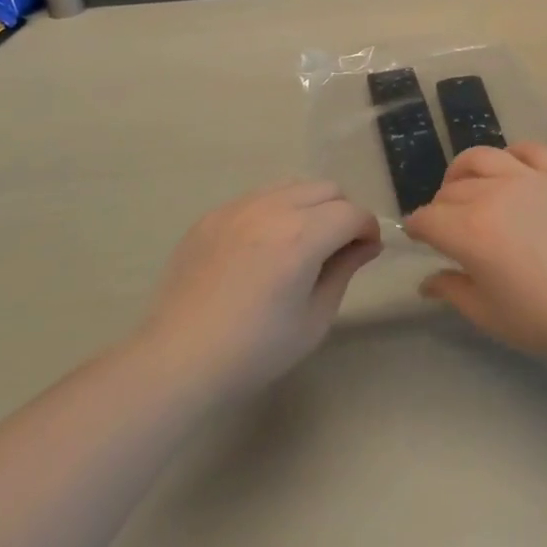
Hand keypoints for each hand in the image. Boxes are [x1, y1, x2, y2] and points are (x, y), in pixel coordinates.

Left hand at [142, 181, 382, 399]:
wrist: (178, 360)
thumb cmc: (255, 350)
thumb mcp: (314, 319)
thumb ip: (343, 271)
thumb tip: (364, 245)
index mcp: (302, 236)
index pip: (352, 213)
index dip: (368, 230)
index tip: (366, 253)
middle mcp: (272, 209)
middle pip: (326, 189)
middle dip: (342, 212)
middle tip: (336, 248)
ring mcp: (238, 208)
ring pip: (292, 186)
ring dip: (309, 206)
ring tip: (300, 243)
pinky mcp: (212, 216)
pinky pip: (257, 197)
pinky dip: (274, 211)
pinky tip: (262, 248)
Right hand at [404, 143, 546, 362]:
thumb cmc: (546, 317)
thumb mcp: (490, 315)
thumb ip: (453, 291)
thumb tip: (427, 280)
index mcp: (470, 231)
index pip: (428, 219)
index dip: (417, 228)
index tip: (419, 237)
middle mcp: (492, 194)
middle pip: (451, 190)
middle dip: (440, 206)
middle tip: (448, 226)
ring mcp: (528, 178)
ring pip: (482, 158)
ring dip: (464, 171)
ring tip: (467, 186)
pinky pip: (528, 149)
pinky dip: (511, 155)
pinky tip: (511, 169)